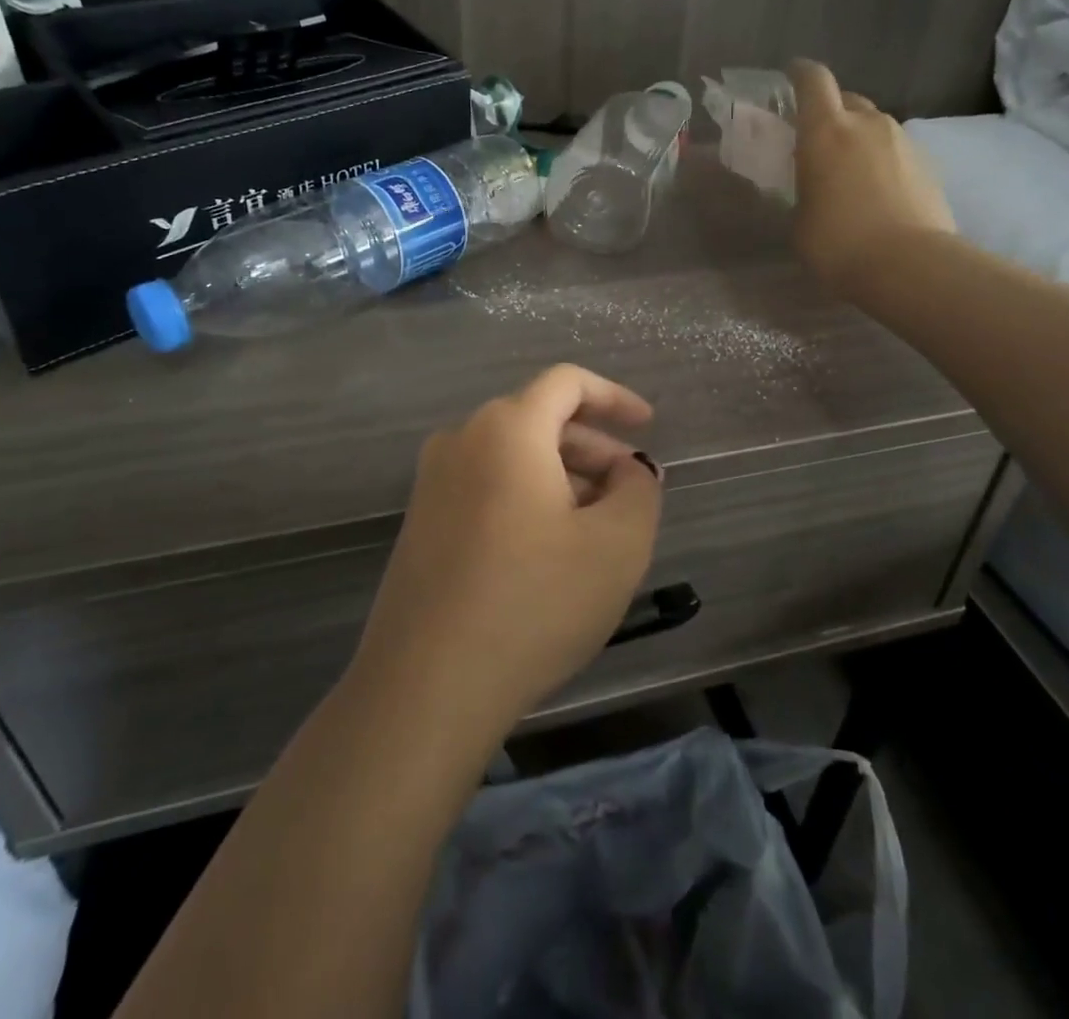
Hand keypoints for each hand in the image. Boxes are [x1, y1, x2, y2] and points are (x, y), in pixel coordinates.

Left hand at [353, 364, 663, 736]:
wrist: (427, 685)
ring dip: (561, 476)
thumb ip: (638, 491)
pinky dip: (526, 498)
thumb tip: (629, 471)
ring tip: (596, 528)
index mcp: (507, 429)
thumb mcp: (617, 545)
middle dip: (592, 448)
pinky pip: (486, 486)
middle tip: (629, 492)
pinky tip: (549, 551)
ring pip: (512, 457)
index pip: (566, 383)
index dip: (614, 397)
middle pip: (539, 419)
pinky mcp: (420, 522)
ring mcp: (432, 482)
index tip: (647, 426)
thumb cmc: (533, 602)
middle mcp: (461, 440)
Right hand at [789, 58, 955, 295]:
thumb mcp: (800, 218)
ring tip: (848, 171)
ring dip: (858, 138)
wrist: (909, 265)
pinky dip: (882, 161)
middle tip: (817, 139)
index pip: (813, 81)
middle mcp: (867, 124)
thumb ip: (804, 188)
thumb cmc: (837, 243)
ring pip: (874, 125)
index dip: (800, 74)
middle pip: (847, 99)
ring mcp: (903, 142)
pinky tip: (876, 192)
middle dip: (830, 111)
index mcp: (826, 131)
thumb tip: (813, 184)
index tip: (790, 77)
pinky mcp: (928, 164)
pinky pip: (896, 150)